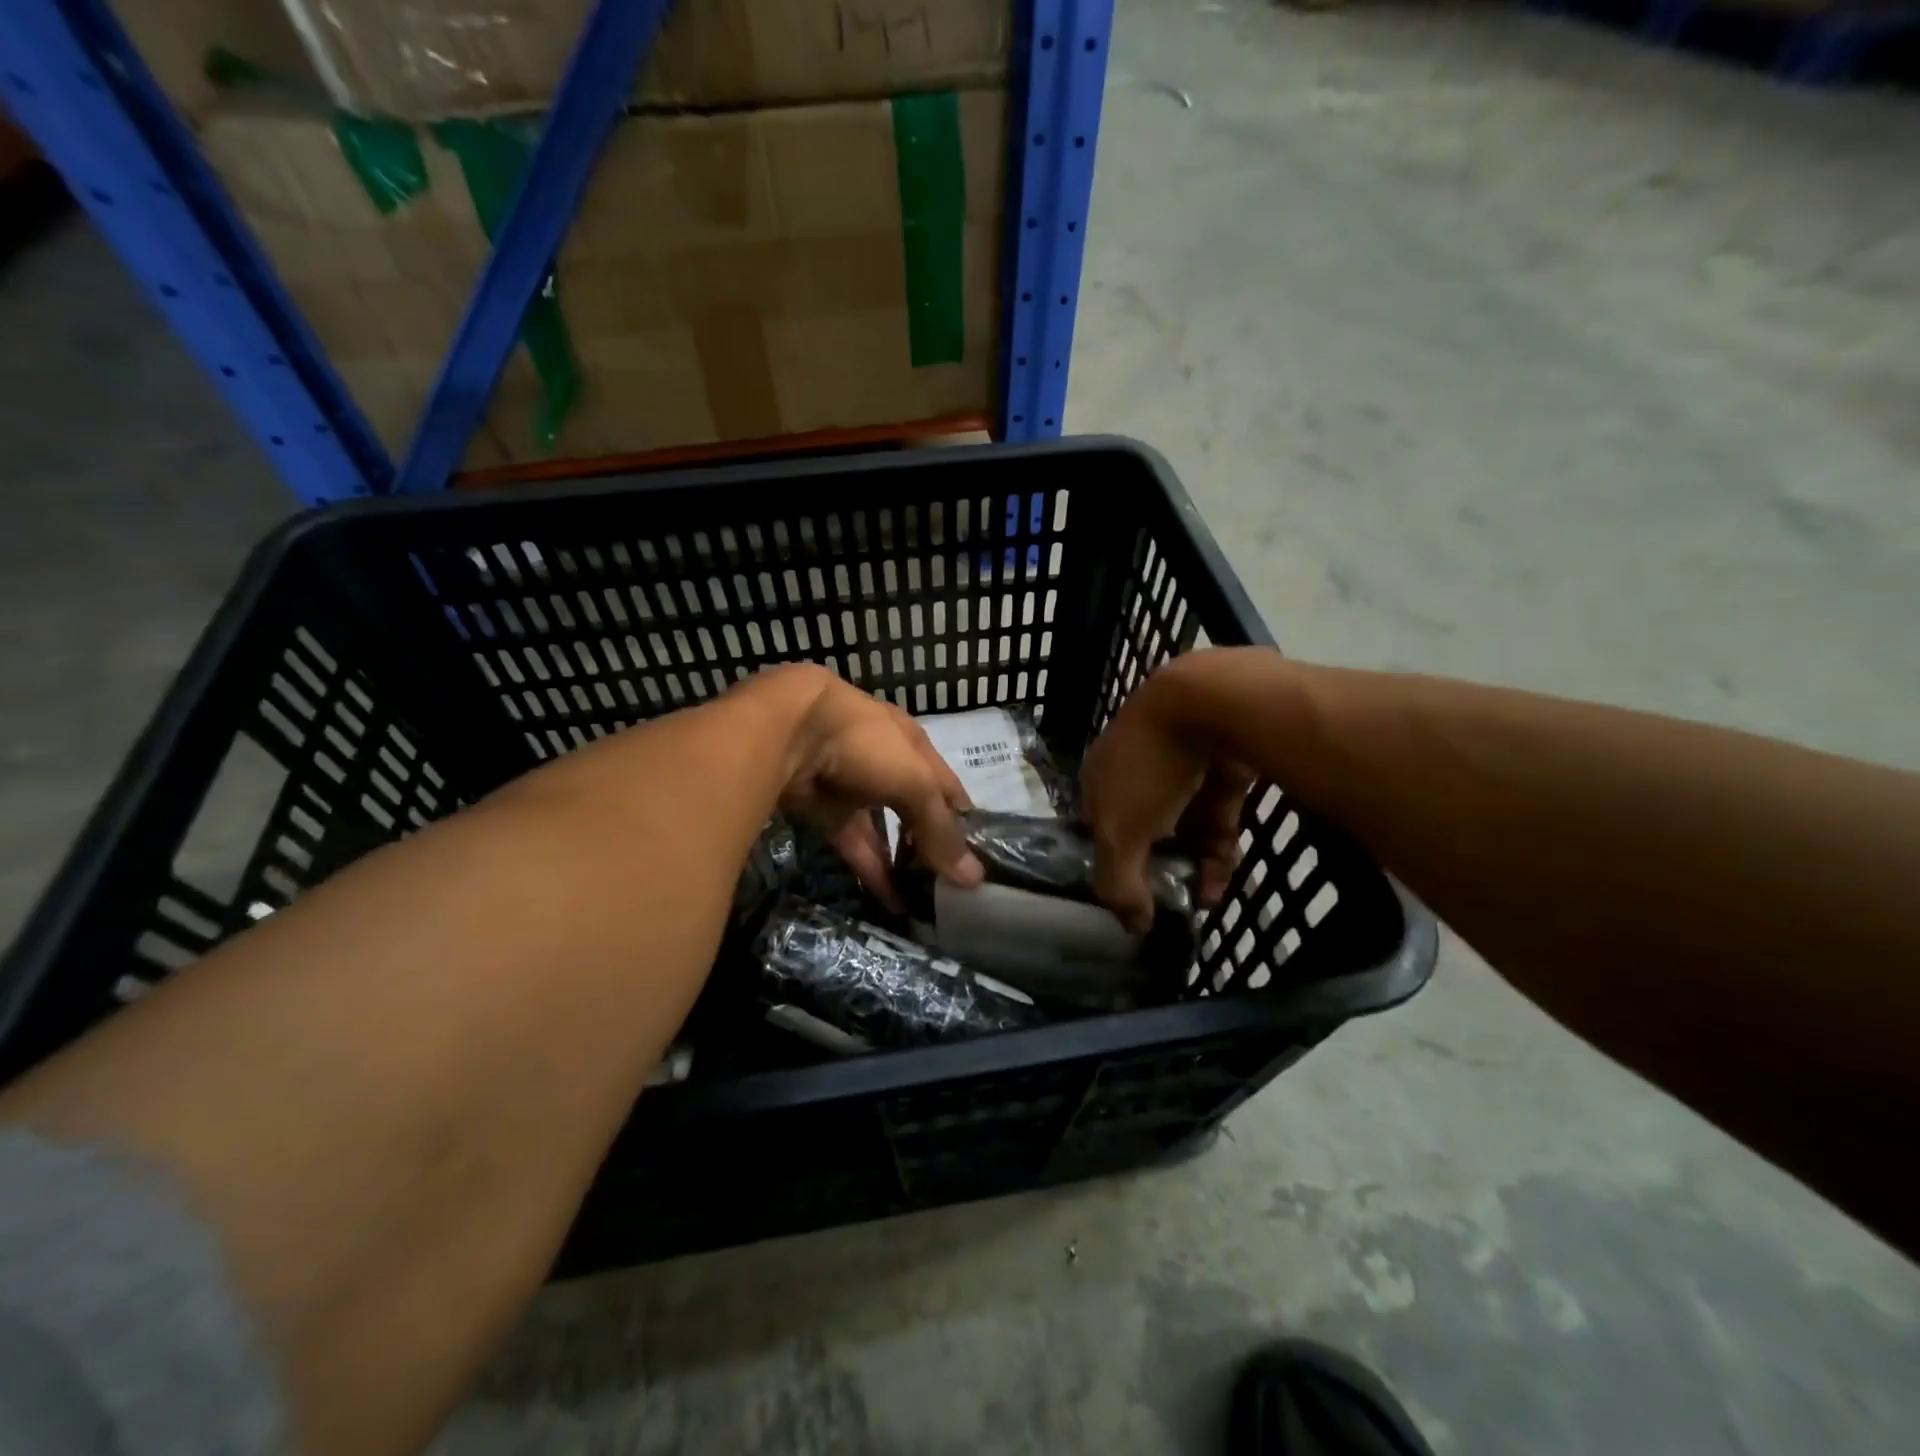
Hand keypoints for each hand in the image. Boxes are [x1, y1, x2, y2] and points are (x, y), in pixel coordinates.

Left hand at [774, 668, 983, 905]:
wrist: (788, 734)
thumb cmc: (866, 745)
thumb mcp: (915, 783)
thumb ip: (940, 829)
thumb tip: (974, 878)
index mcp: (912, 745)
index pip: (947, 786)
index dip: (964, 818)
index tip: (982, 855)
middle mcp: (886, 764)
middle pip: (916, 809)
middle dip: (933, 843)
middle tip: (955, 884)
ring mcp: (854, 789)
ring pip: (885, 832)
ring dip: (903, 862)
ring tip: (927, 900)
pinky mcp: (826, 814)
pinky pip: (856, 847)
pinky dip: (873, 872)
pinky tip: (894, 903)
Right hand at [1081, 656, 1252, 932]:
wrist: (1211, 703)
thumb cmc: (1149, 768)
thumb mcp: (1120, 833)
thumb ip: (1119, 883)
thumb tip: (1132, 928)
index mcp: (1101, 776)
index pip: (1099, 828)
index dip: (1114, 863)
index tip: (1133, 898)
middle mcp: (1137, 768)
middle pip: (1145, 828)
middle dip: (1160, 869)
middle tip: (1175, 905)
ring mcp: (1181, 765)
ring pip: (1184, 825)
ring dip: (1193, 865)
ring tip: (1206, 901)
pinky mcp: (1221, 766)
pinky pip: (1216, 814)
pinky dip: (1218, 846)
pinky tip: (1223, 879)